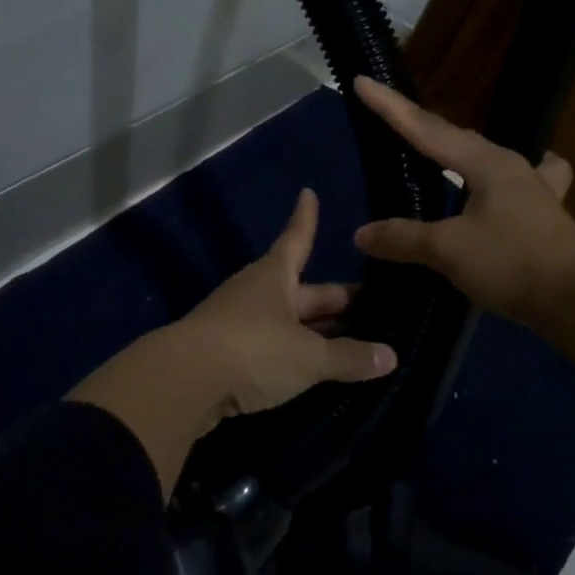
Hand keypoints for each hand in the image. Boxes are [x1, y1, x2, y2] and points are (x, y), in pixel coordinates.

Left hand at [69, 188, 395, 492]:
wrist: (183, 382)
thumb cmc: (252, 350)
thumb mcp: (307, 357)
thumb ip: (348, 357)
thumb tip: (390, 355)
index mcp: (273, 277)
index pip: (297, 239)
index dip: (306, 219)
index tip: (308, 193)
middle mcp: (254, 293)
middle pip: (300, 290)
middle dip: (332, 298)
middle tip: (370, 303)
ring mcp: (236, 323)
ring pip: (286, 322)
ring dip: (314, 330)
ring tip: (350, 340)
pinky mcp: (225, 355)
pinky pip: (271, 348)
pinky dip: (293, 355)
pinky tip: (311, 371)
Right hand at [351, 77, 574, 331]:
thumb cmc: (512, 262)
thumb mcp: (449, 250)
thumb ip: (403, 238)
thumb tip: (361, 233)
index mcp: (484, 163)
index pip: (425, 128)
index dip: (390, 107)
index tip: (361, 82)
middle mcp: (509, 165)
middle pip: (454, 136)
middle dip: (418, 125)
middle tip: (388, 116)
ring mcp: (530, 187)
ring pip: (483, 156)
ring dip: (455, 149)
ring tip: (436, 148)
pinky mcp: (541, 213)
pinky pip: (514, 182)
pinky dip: (497, 179)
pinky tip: (504, 184)